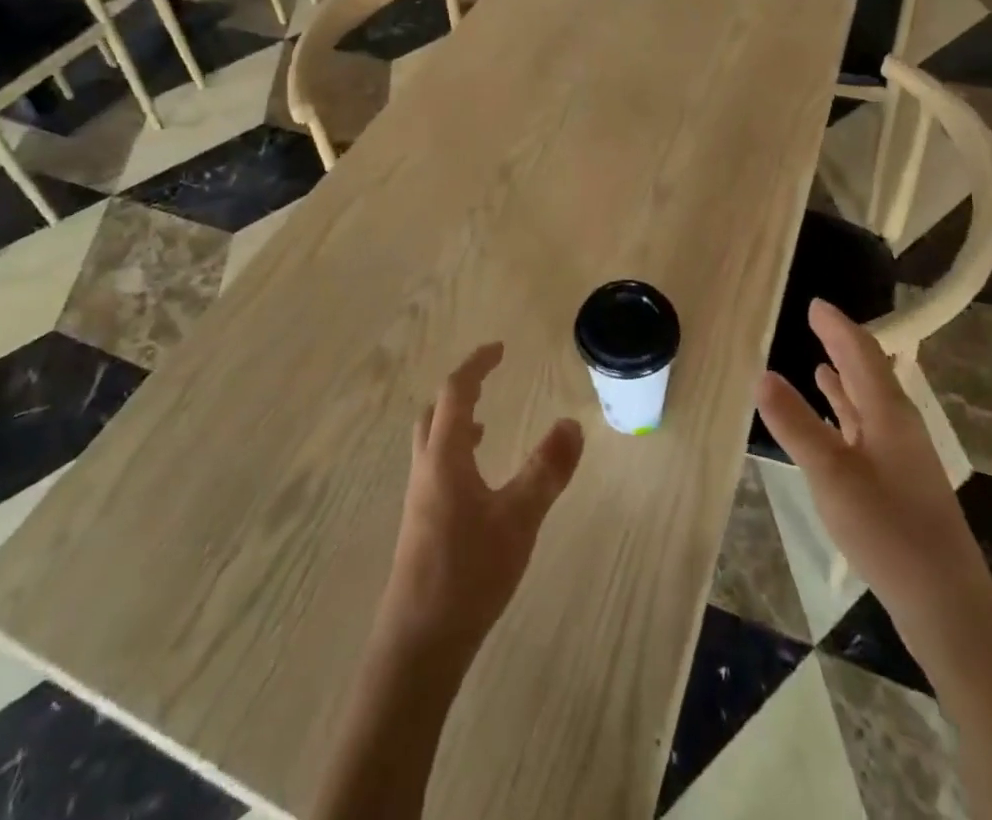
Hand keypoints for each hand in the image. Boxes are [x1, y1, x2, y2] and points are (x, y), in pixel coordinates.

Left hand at [380, 343, 584, 659]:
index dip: (476, 366)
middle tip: (488, 380)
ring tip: (485, 424)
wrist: (419, 642)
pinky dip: (455, 452)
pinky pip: (435, 467)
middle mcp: (426, 468)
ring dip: (455, 422)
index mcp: (445, 456)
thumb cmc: (469, 572)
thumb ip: (546, 470)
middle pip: (435, 412)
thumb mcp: (519, 518)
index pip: (456, 392)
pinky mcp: (420, 524)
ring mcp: (419, 498)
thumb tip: (572, 423)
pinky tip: (477, 482)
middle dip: (460, 389)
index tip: (499, 349)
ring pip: (432, 441)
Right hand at [756, 299, 979, 619]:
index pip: (861, 353)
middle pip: (869, 372)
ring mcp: (902, 455)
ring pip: (870, 402)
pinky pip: (868, 429)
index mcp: (889, 412)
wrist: (946, 605)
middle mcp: (899, 424)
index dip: (837, 326)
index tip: (814, 303)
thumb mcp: (831, 474)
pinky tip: (833, 421)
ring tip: (819, 363)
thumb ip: (796, 423)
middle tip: (815, 323)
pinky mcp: (899, 482)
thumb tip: (762, 374)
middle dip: (842, 346)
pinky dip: (847, 414)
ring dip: (845, 380)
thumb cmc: (888, 530)